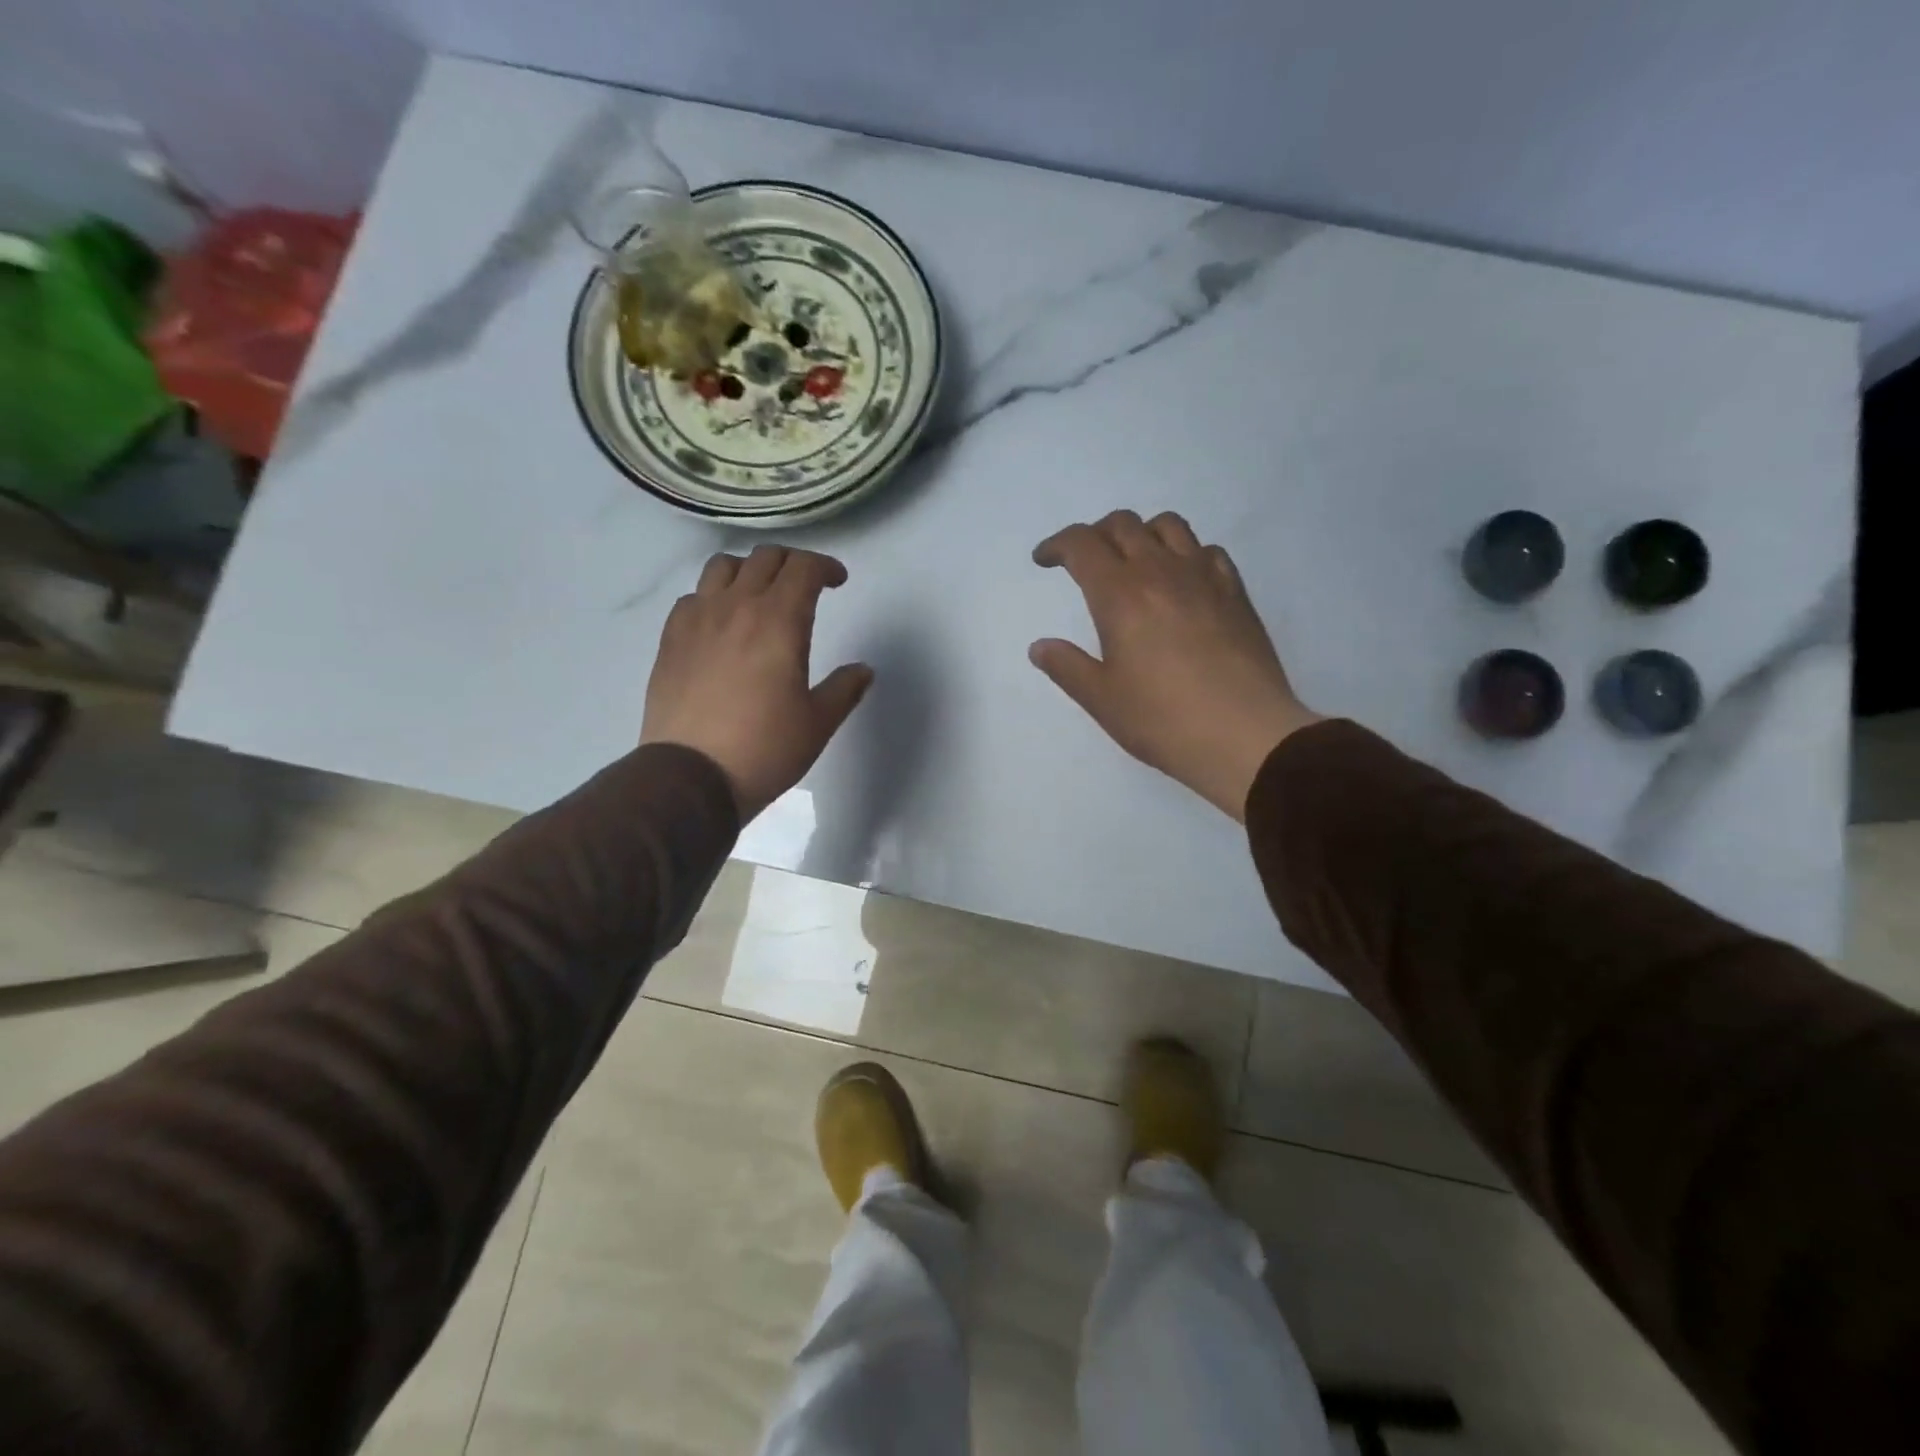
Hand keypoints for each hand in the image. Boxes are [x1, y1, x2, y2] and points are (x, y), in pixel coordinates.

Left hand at [641, 545, 872, 821]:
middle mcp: (737, 607)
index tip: (837, 581)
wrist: (691, 776)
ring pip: (722, 566)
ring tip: (759, 594)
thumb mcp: (818, 723)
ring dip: (749, 570)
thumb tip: (864, 670)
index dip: (825, 566)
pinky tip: (721, 623)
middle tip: (805, 585)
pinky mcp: (670, 639)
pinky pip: (693, 597)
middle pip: (765, 558)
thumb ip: (845, 689)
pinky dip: (713, 596)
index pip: (803, 568)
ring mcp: (697, 620)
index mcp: (779, 621)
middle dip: (792, 563)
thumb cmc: (765, 749)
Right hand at [1030, 510, 1320, 820]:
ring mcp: (1203, 577)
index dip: (1057, 544)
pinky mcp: (1235, 592)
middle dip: (1095, 535)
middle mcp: (1160, 571)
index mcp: (1120, 595)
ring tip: (1133, 562)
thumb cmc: (1163, 720)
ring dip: (1141, 533)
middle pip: (1123, 525)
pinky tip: (1182, 581)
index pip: (1082, 544)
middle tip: (1084, 562)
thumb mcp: (1101, 699)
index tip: (1044, 560)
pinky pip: (1206, 550)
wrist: (1245, 735)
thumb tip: (1040, 646)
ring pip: (1168, 526)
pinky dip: (1185, 553)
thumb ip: (1067, 667)